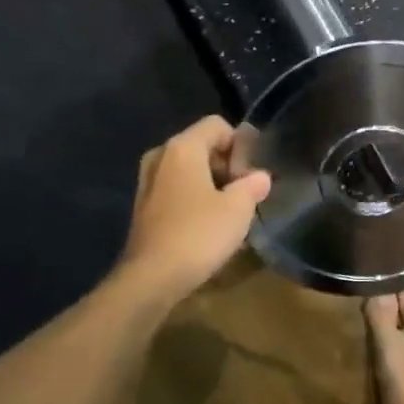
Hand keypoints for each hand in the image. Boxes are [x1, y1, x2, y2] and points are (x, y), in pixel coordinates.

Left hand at [120, 116, 271, 299]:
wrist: (151, 278)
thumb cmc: (198, 234)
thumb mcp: (238, 209)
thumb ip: (252, 185)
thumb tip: (260, 177)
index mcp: (182, 148)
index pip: (218, 125)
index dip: (241, 144)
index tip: (252, 172)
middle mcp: (161, 156)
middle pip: (202, 146)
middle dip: (227, 165)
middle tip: (246, 193)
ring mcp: (147, 181)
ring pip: (188, 169)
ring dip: (211, 184)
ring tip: (230, 211)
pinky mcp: (143, 206)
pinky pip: (176, 189)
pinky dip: (194, 198)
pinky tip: (208, 225)